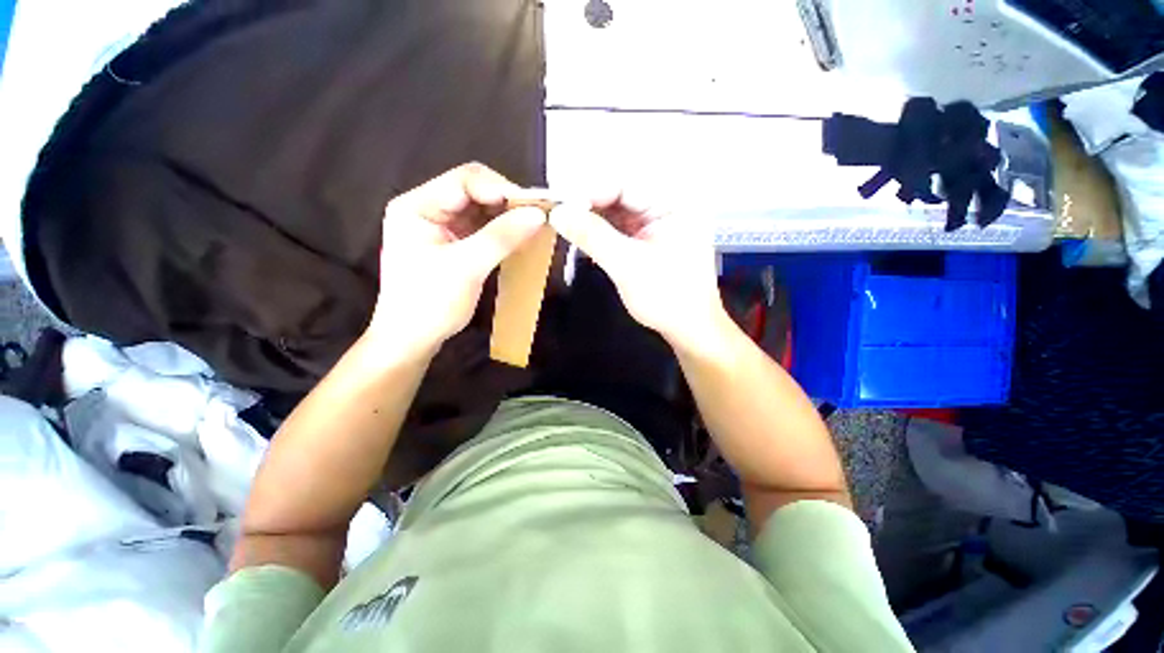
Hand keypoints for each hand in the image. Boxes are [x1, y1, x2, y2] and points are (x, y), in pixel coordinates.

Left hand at [368, 163, 545, 356]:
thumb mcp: (466, 268)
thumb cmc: (430, 304)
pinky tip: (520, 238)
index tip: (533, 208)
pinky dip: (503, 232)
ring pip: (481, 210)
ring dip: (508, 218)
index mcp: (417, 206)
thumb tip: (539, 214)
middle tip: (537, 218)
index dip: (501, 189)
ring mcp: (441, 227)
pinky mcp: (454, 244)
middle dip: (507, 203)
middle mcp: (428, 209)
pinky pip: (483, 229)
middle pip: (474, 192)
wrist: (412, 340)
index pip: (464, 181)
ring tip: (533, 227)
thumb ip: (501, 238)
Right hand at [549, 191, 727, 350]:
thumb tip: (558, 212)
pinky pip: (619, 226)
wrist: (689, 328)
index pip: (625, 184)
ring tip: (565, 225)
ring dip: (591, 218)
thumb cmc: (667, 297)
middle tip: (557, 213)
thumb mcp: (627, 266)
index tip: (558, 201)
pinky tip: (583, 238)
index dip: (589, 189)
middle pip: (619, 194)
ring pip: (616, 210)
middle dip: (587, 203)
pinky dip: (599, 232)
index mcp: (673, 203)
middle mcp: (666, 205)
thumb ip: (593, 236)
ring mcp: (657, 222)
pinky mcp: (648, 238)